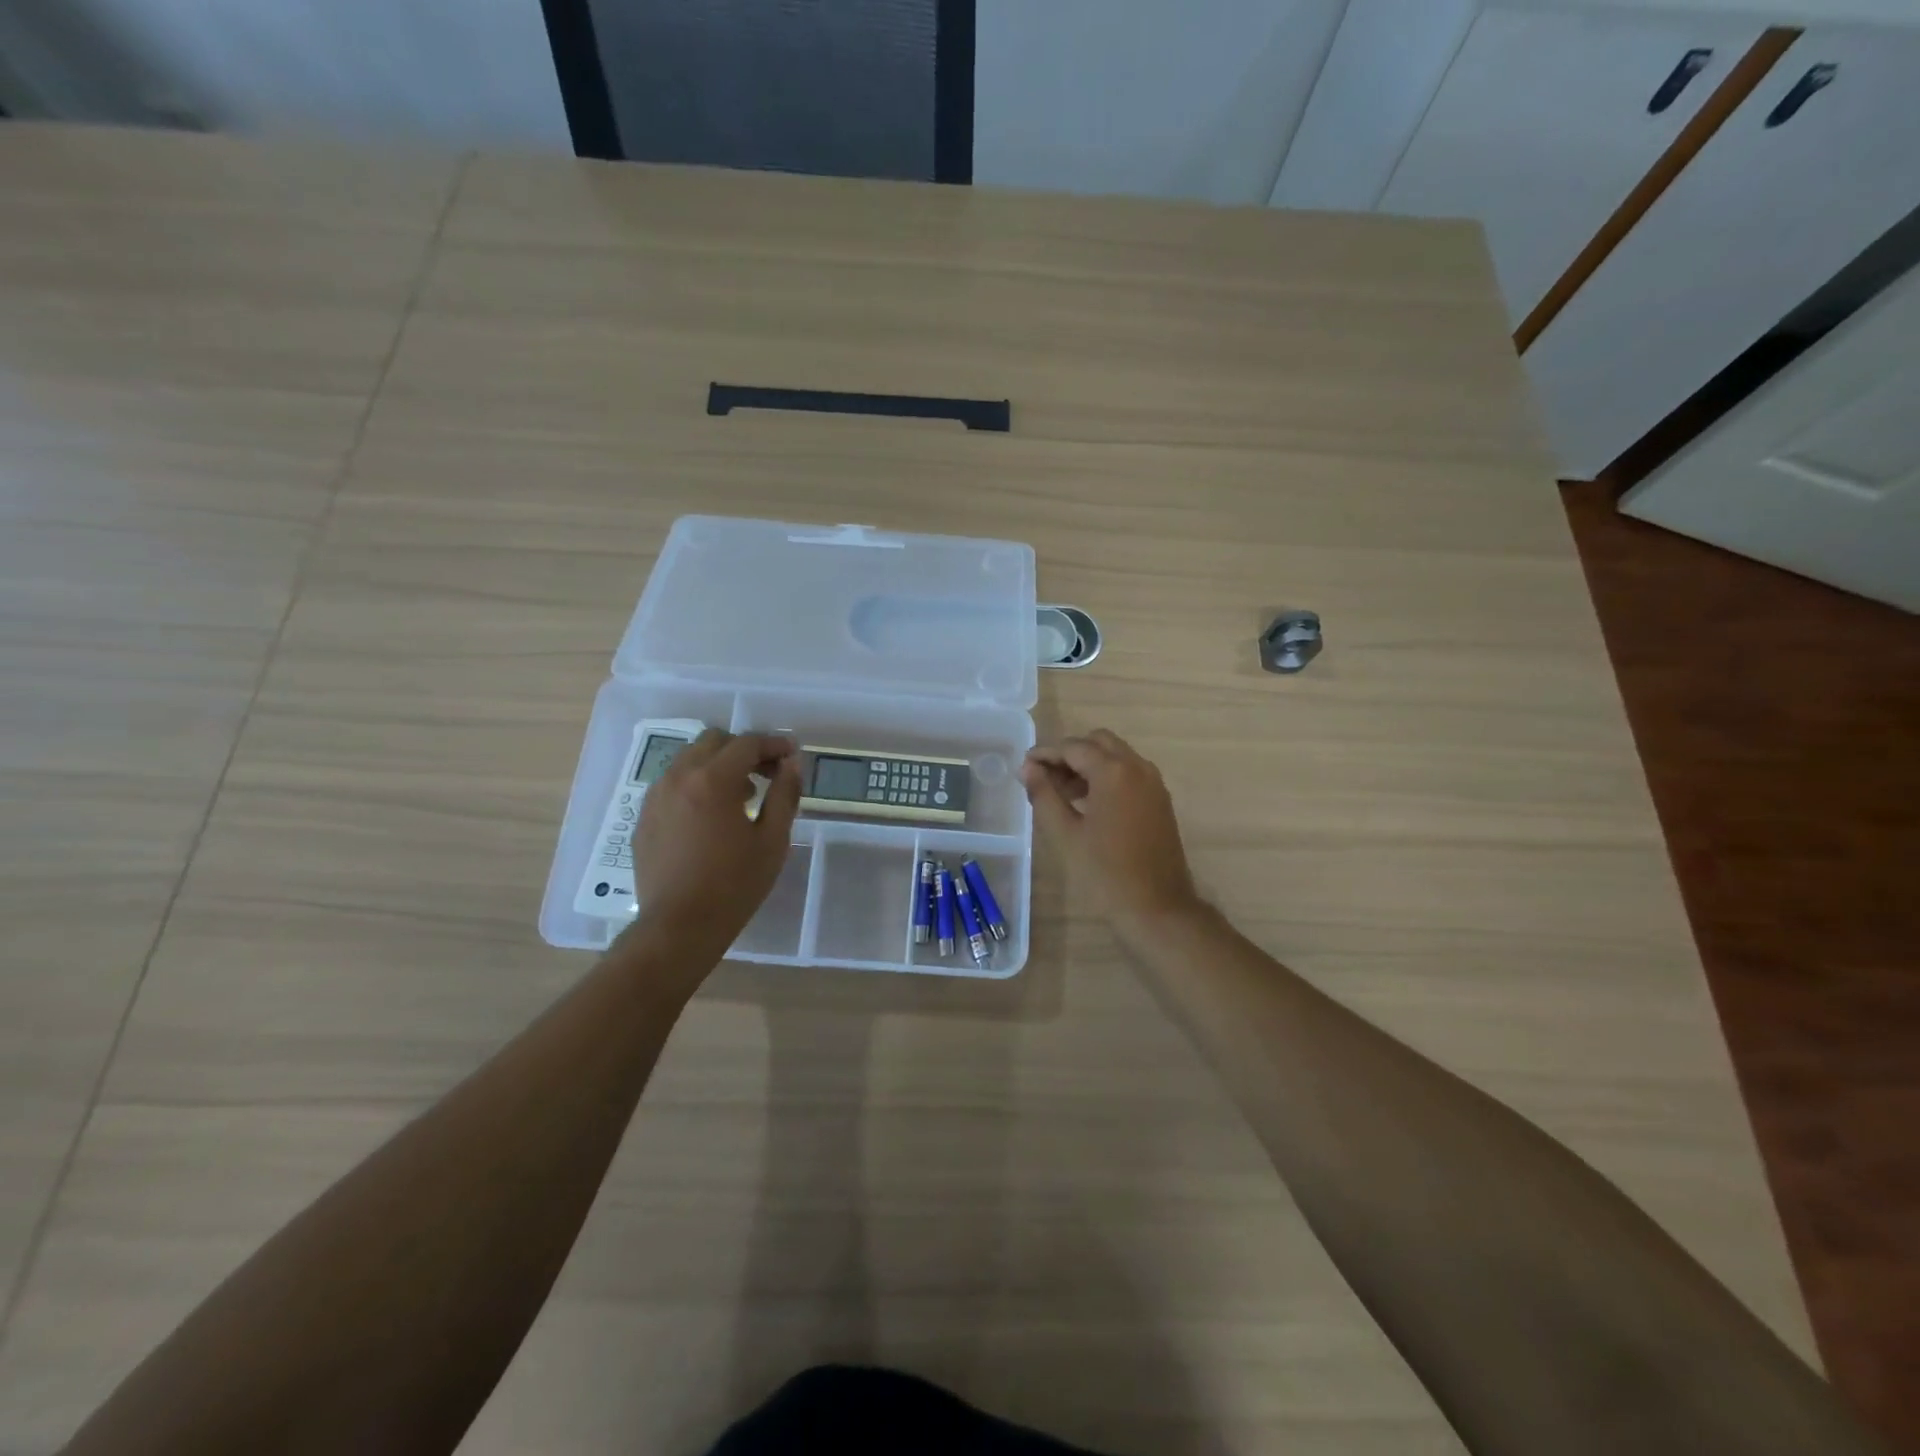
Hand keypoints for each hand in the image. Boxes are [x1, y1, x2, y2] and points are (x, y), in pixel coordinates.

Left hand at [628, 730, 801, 956]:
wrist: (678, 927)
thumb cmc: (734, 885)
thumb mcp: (772, 840)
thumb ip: (785, 794)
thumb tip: (792, 764)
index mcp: (713, 780)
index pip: (747, 743)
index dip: (774, 744)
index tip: (792, 754)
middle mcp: (679, 778)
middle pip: (714, 741)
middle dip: (743, 750)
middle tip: (767, 773)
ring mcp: (656, 797)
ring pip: (689, 760)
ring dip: (718, 765)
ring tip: (741, 796)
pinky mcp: (644, 817)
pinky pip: (673, 784)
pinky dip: (696, 785)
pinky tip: (711, 816)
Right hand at [1020, 729, 1202, 931]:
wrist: (1157, 908)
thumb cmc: (1105, 873)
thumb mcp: (1064, 834)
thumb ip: (1043, 795)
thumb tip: (1028, 768)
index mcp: (1114, 772)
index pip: (1073, 747)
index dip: (1045, 754)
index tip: (1024, 766)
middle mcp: (1138, 767)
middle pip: (1098, 742)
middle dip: (1069, 753)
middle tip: (1044, 777)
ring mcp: (1153, 783)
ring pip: (1116, 756)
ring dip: (1089, 764)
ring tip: (1061, 792)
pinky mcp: (1160, 800)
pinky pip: (1129, 773)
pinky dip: (1107, 776)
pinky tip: (1088, 803)